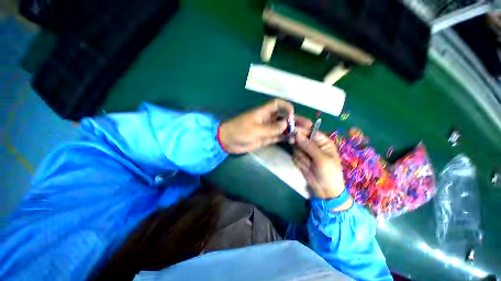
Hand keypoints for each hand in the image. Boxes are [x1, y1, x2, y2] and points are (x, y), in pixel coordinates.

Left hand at [218, 99, 311, 153]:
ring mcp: (267, 129)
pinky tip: (293, 139)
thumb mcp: (255, 129)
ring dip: (292, 129)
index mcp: (263, 112)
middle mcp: (267, 119)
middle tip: (307, 125)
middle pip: (283, 117)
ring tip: (304, 133)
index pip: (278, 104)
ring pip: (282, 127)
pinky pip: (278, 136)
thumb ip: (271, 128)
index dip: (286, 107)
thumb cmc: (239, 131)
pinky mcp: (266, 138)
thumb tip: (286, 124)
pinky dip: (285, 137)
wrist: (228, 141)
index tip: (292, 114)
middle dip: (295, 120)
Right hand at [293, 130, 346, 199]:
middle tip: (291, 142)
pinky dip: (298, 162)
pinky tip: (305, 168)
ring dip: (300, 156)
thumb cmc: (329, 173)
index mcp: (323, 142)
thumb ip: (308, 146)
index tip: (293, 132)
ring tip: (308, 164)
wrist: (325, 191)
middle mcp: (313, 145)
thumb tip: (297, 134)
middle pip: (301, 138)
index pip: (310, 132)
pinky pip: (294, 156)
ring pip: (296, 148)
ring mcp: (306, 153)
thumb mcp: (321, 158)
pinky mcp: (300, 159)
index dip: (301, 131)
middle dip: (297, 143)